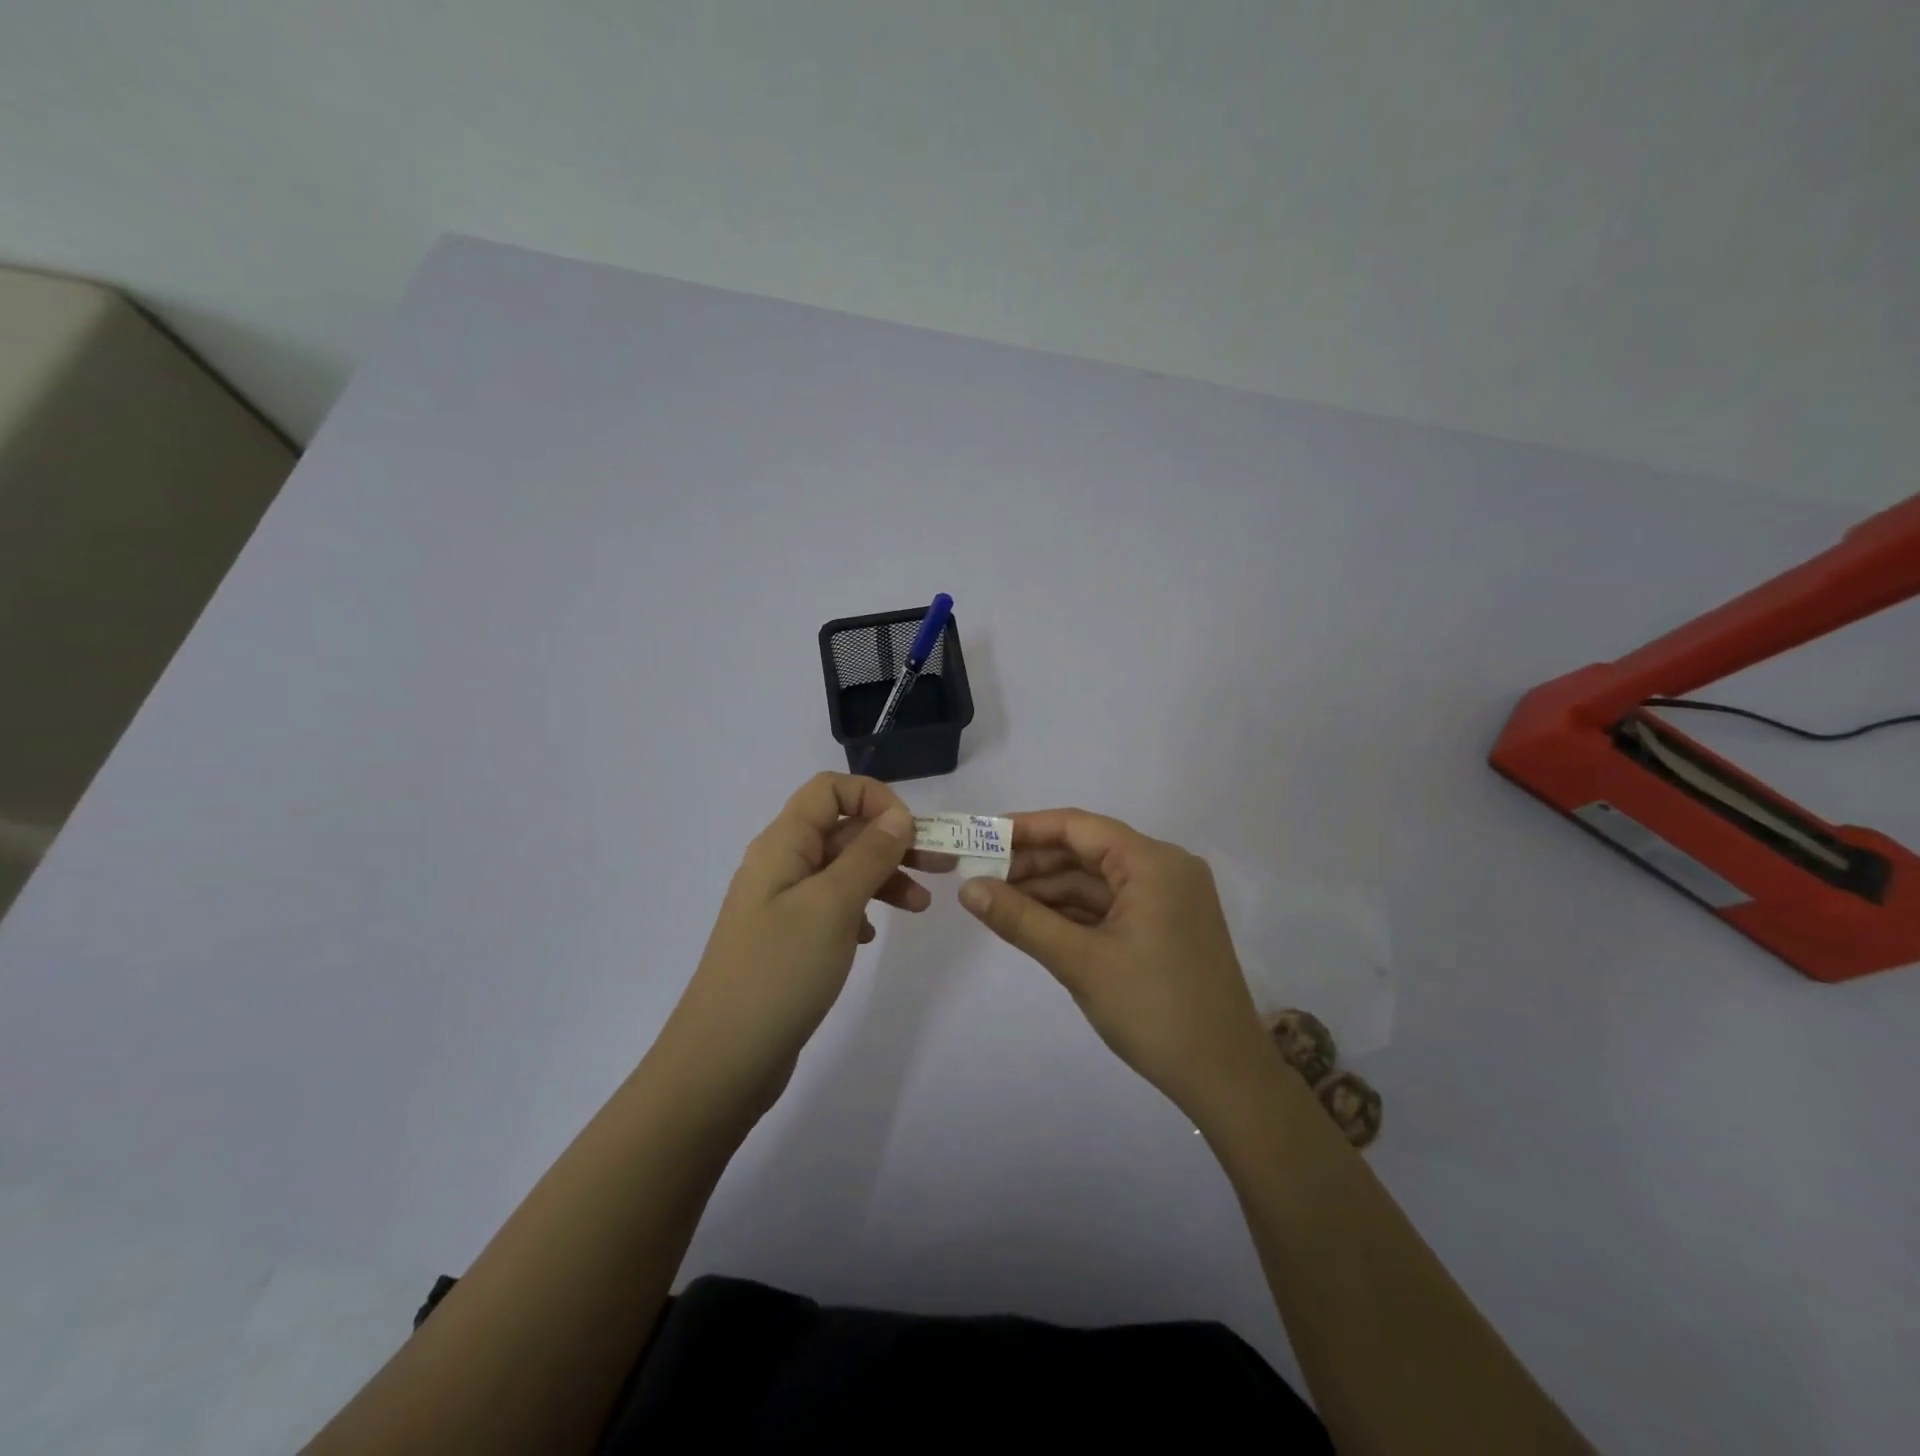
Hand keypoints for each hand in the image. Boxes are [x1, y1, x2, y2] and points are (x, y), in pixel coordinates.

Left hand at [664, 773, 927, 1106]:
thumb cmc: (780, 972)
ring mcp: (782, 904)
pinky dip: (861, 909)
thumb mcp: (833, 905)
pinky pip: (832, 905)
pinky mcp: (788, 939)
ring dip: (884, 877)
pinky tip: (872, 935)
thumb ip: (869, 854)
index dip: (873, 798)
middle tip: (942, 865)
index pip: (829, 790)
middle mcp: (781, 865)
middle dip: (893, 840)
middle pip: (842, 830)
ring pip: (842, 870)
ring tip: (921, 906)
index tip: (910, 831)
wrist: (724, 1060)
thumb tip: (898, 815)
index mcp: (783, 845)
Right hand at [957, 809, 1270, 1120]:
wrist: (1226, 1079)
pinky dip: (1073, 911)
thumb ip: (1020, 919)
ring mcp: (1169, 899)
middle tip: (980, 876)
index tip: (980, 836)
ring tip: (997, 900)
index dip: (1026, 828)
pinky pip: (1111, 905)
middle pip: (1087, 851)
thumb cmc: (1153, 1010)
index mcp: (1153, 862)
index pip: (1078, 827)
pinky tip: (1034, 920)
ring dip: (1049, 890)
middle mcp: (1165, 868)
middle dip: (1033, 863)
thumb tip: (967, 888)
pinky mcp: (1166, 926)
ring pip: (1097, 880)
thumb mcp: (1079, 962)